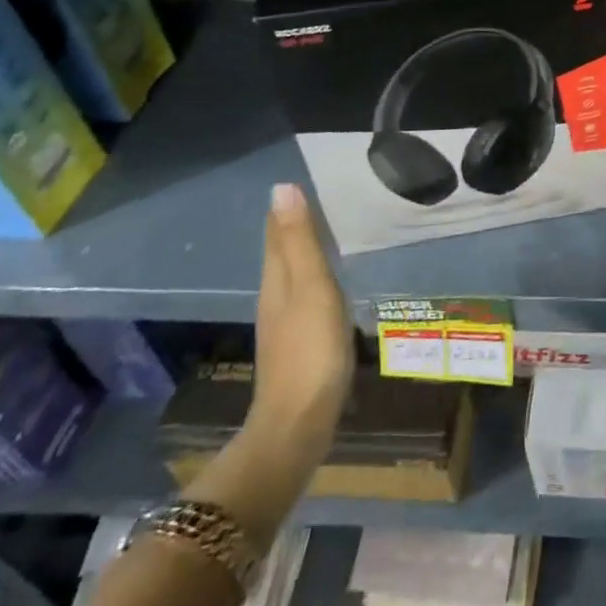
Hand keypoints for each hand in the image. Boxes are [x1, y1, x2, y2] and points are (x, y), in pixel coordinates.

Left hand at [247, 183, 353, 448]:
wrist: (299, 423)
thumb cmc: (310, 349)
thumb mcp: (311, 287)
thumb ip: (299, 241)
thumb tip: (281, 188)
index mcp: (276, 280)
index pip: (276, 233)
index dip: (286, 208)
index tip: (302, 182)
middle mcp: (274, 297)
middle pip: (281, 253)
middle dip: (294, 227)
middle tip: (321, 201)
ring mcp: (284, 324)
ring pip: (291, 276)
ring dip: (304, 254)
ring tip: (329, 235)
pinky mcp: (298, 345)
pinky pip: (305, 298)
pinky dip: (315, 281)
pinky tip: (330, 286)